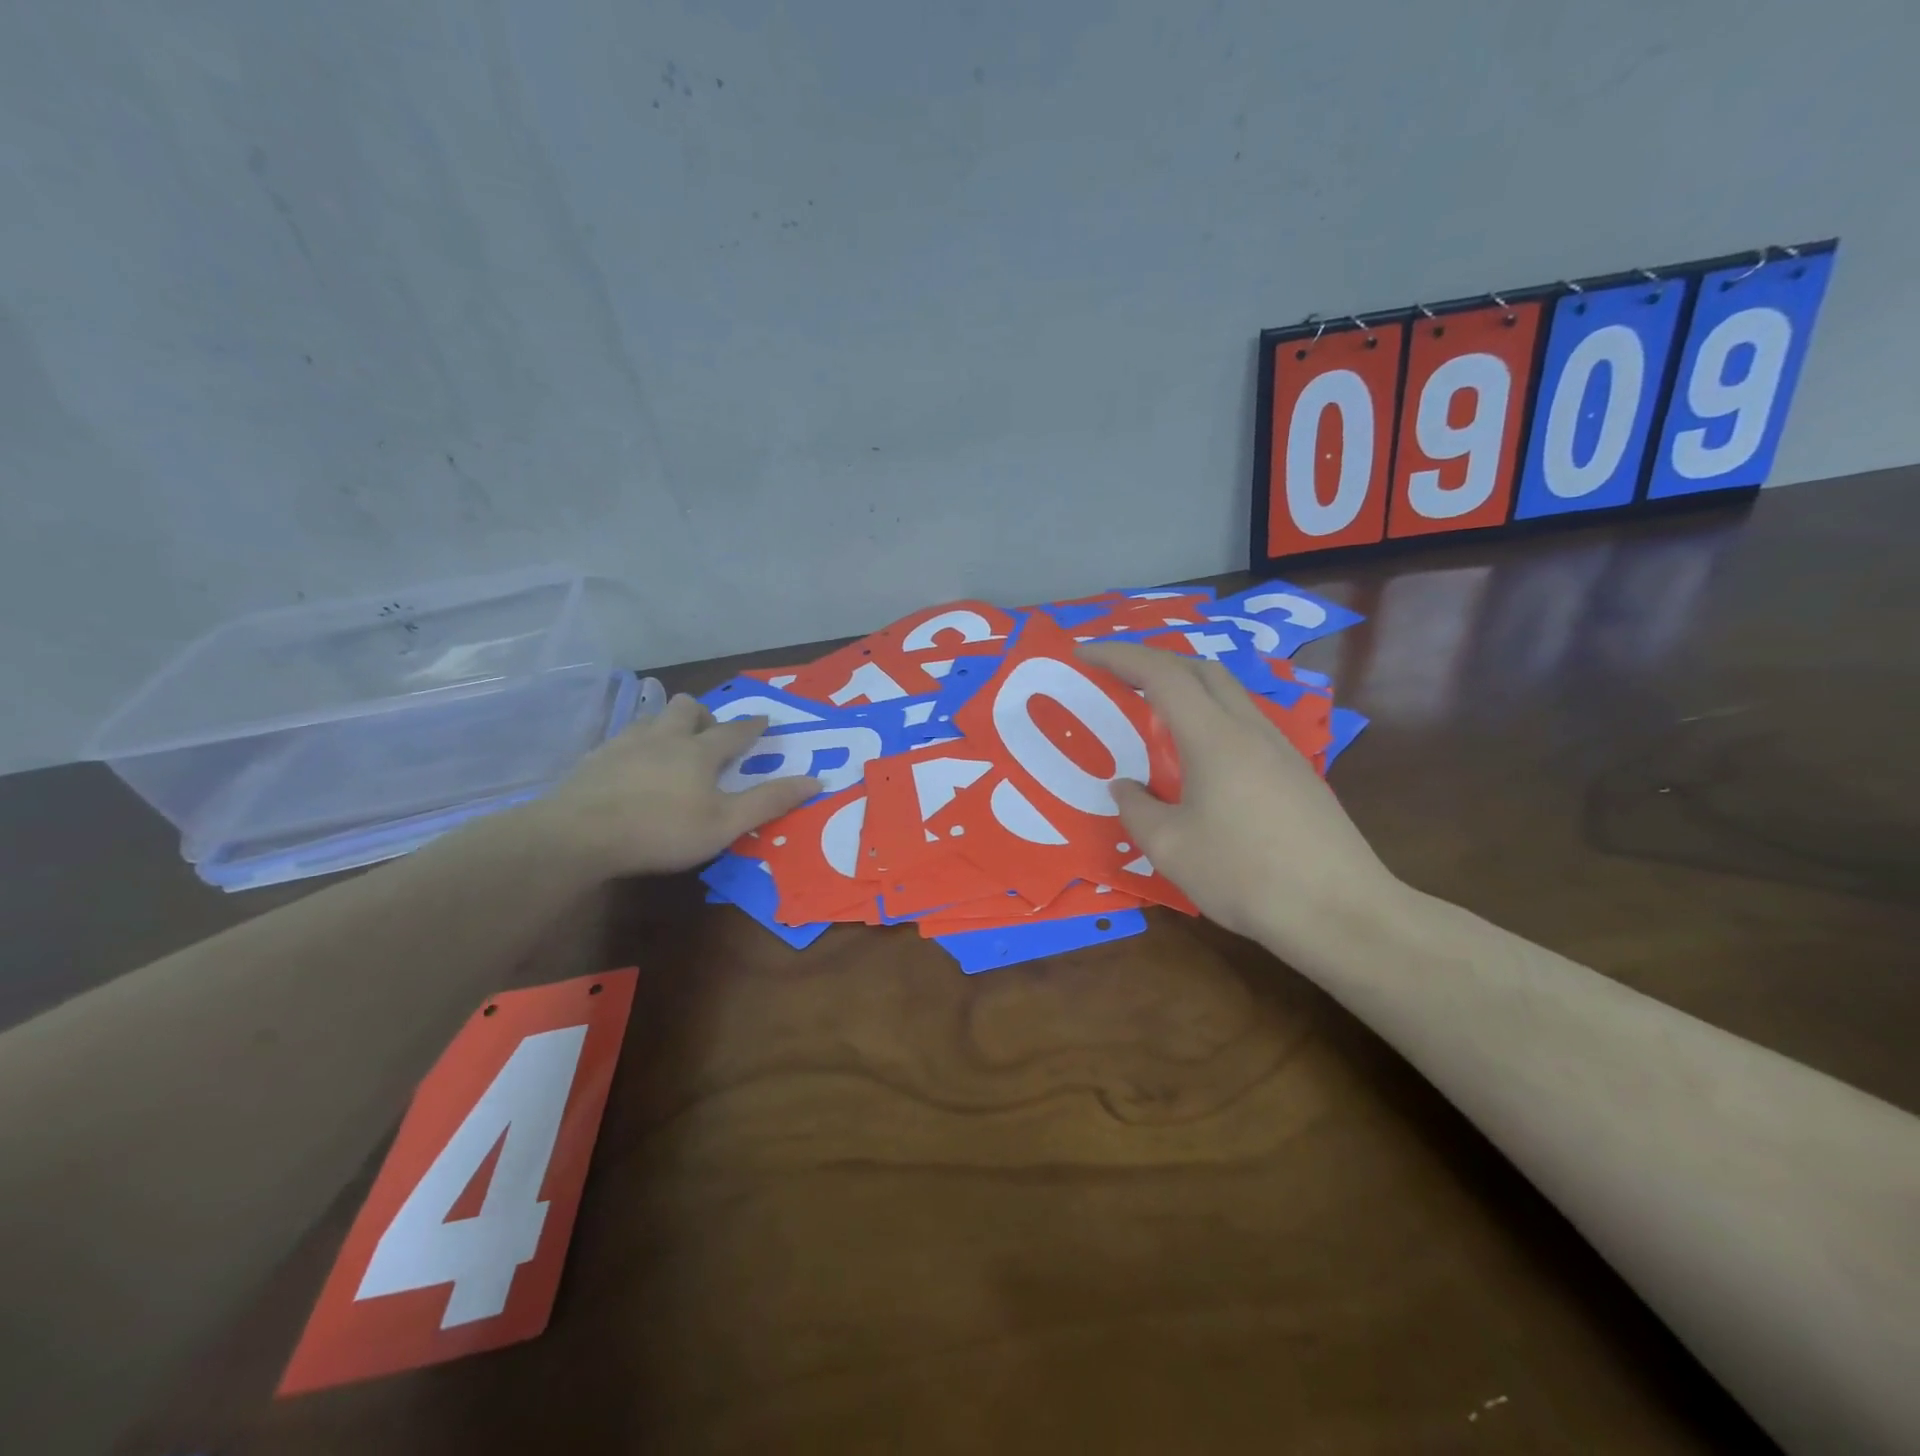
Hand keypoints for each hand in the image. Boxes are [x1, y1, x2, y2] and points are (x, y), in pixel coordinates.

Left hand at [527, 694, 819, 877]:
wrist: (578, 835)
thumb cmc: (661, 830)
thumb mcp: (725, 824)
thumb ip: (769, 801)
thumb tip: (816, 780)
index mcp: (699, 752)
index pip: (734, 731)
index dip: (752, 726)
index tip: (764, 718)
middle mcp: (664, 737)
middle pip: (688, 708)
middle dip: (704, 715)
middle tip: (710, 736)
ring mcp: (624, 744)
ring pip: (652, 718)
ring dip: (669, 725)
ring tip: (672, 747)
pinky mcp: (594, 760)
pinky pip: (622, 739)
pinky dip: (637, 745)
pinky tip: (631, 767)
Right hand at [1076, 642, 1399, 959]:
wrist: (1342, 912)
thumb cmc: (1246, 876)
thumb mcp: (1170, 848)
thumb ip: (1137, 809)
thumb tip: (1124, 787)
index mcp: (1214, 737)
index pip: (1160, 673)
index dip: (1118, 655)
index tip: (1083, 652)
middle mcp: (1250, 729)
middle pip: (1200, 669)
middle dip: (1154, 661)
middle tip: (1118, 678)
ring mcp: (1280, 749)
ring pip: (1228, 694)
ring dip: (1186, 689)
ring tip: (1155, 716)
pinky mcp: (1297, 772)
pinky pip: (1244, 724)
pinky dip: (1210, 718)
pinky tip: (1200, 759)